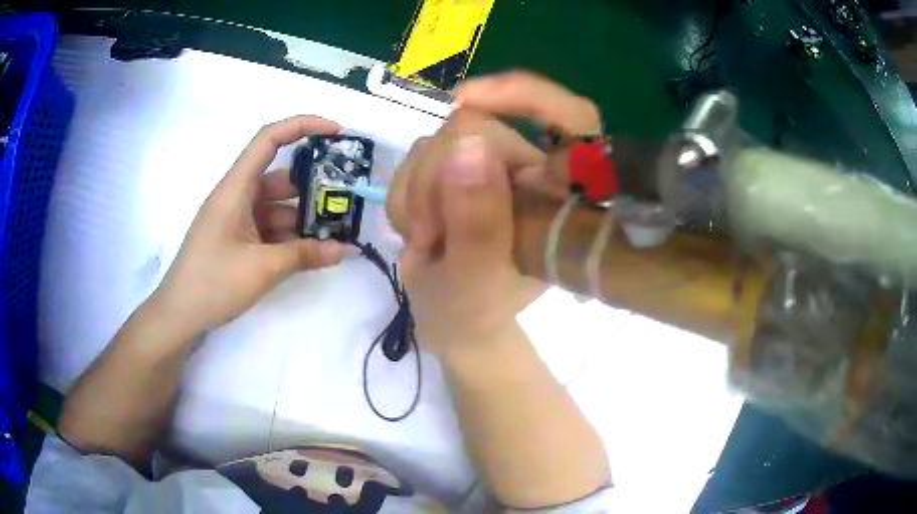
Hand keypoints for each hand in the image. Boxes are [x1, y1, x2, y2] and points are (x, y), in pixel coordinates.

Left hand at [155, 116, 346, 332]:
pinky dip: (292, 237)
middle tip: (349, 197)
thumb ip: (304, 255)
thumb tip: (345, 249)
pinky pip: (271, 228)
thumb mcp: (261, 268)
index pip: (269, 139)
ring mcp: (238, 219)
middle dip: (314, 185)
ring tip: (340, 230)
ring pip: (279, 206)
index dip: (303, 126)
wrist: (180, 315)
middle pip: (281, 177)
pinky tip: (316, 250)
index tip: (337, 133)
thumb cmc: (212, 283)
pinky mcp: (239, 239)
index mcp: (236, 188)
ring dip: (305, 217)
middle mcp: (238, 196)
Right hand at [387, 72, 602, 357]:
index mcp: (562, 197)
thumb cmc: (473, 312)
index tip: (466, 100)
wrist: (450, 321)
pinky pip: (419, 152)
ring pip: (441, 138)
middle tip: (427, 234)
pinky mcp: (458, 168)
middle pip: (480, 125)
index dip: (526, 96)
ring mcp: (492, 167)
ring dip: (418, 190)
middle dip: (437, 177)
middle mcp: (532, 172)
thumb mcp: (475, 281)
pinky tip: (415, 228)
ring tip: (425, 240)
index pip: (571, 118)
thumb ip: (477, 223)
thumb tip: (468, 146)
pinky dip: (406, 191)